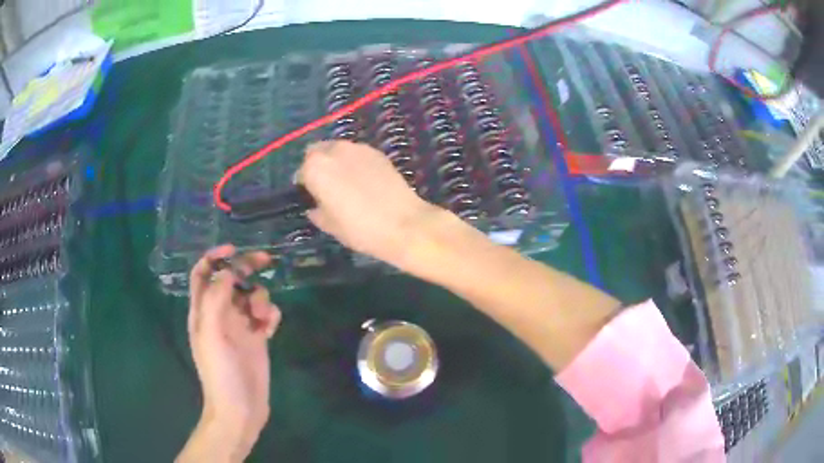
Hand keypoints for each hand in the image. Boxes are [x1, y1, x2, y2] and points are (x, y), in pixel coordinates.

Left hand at [182, 245, 280, 461]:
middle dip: (246, 267)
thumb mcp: (212, 333)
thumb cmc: (221, 372)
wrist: (240, 408)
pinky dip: (270, 314)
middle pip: (231, 280)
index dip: (214, 257)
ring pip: (251, 296)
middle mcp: (220, 314)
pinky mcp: (257, 339)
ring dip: (260, 298)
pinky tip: (270, 327)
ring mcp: (239, 326)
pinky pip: (265, 315)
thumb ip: (216, 299)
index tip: (234, 249)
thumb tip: (229, 271)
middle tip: (265, 260)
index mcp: (203, 311)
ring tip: (262, 317)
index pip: (203, 273)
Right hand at [298, 140, 439, 268]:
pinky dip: (356, 163)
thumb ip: (316, 211)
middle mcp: (333, 150)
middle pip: (317, 152)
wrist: (403, 223)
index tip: (312, 198)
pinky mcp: (377, 152)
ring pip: (338, 150)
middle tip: (327, 187)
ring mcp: (358, 148)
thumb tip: (314, 207)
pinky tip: (366, 181)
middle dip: (318, 166)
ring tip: (347, 183)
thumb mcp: (329, 225)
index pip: (301, 172)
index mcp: (315, 167)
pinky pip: (358, 154)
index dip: (305, 185)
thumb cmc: (359, 228)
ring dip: (336, 161)